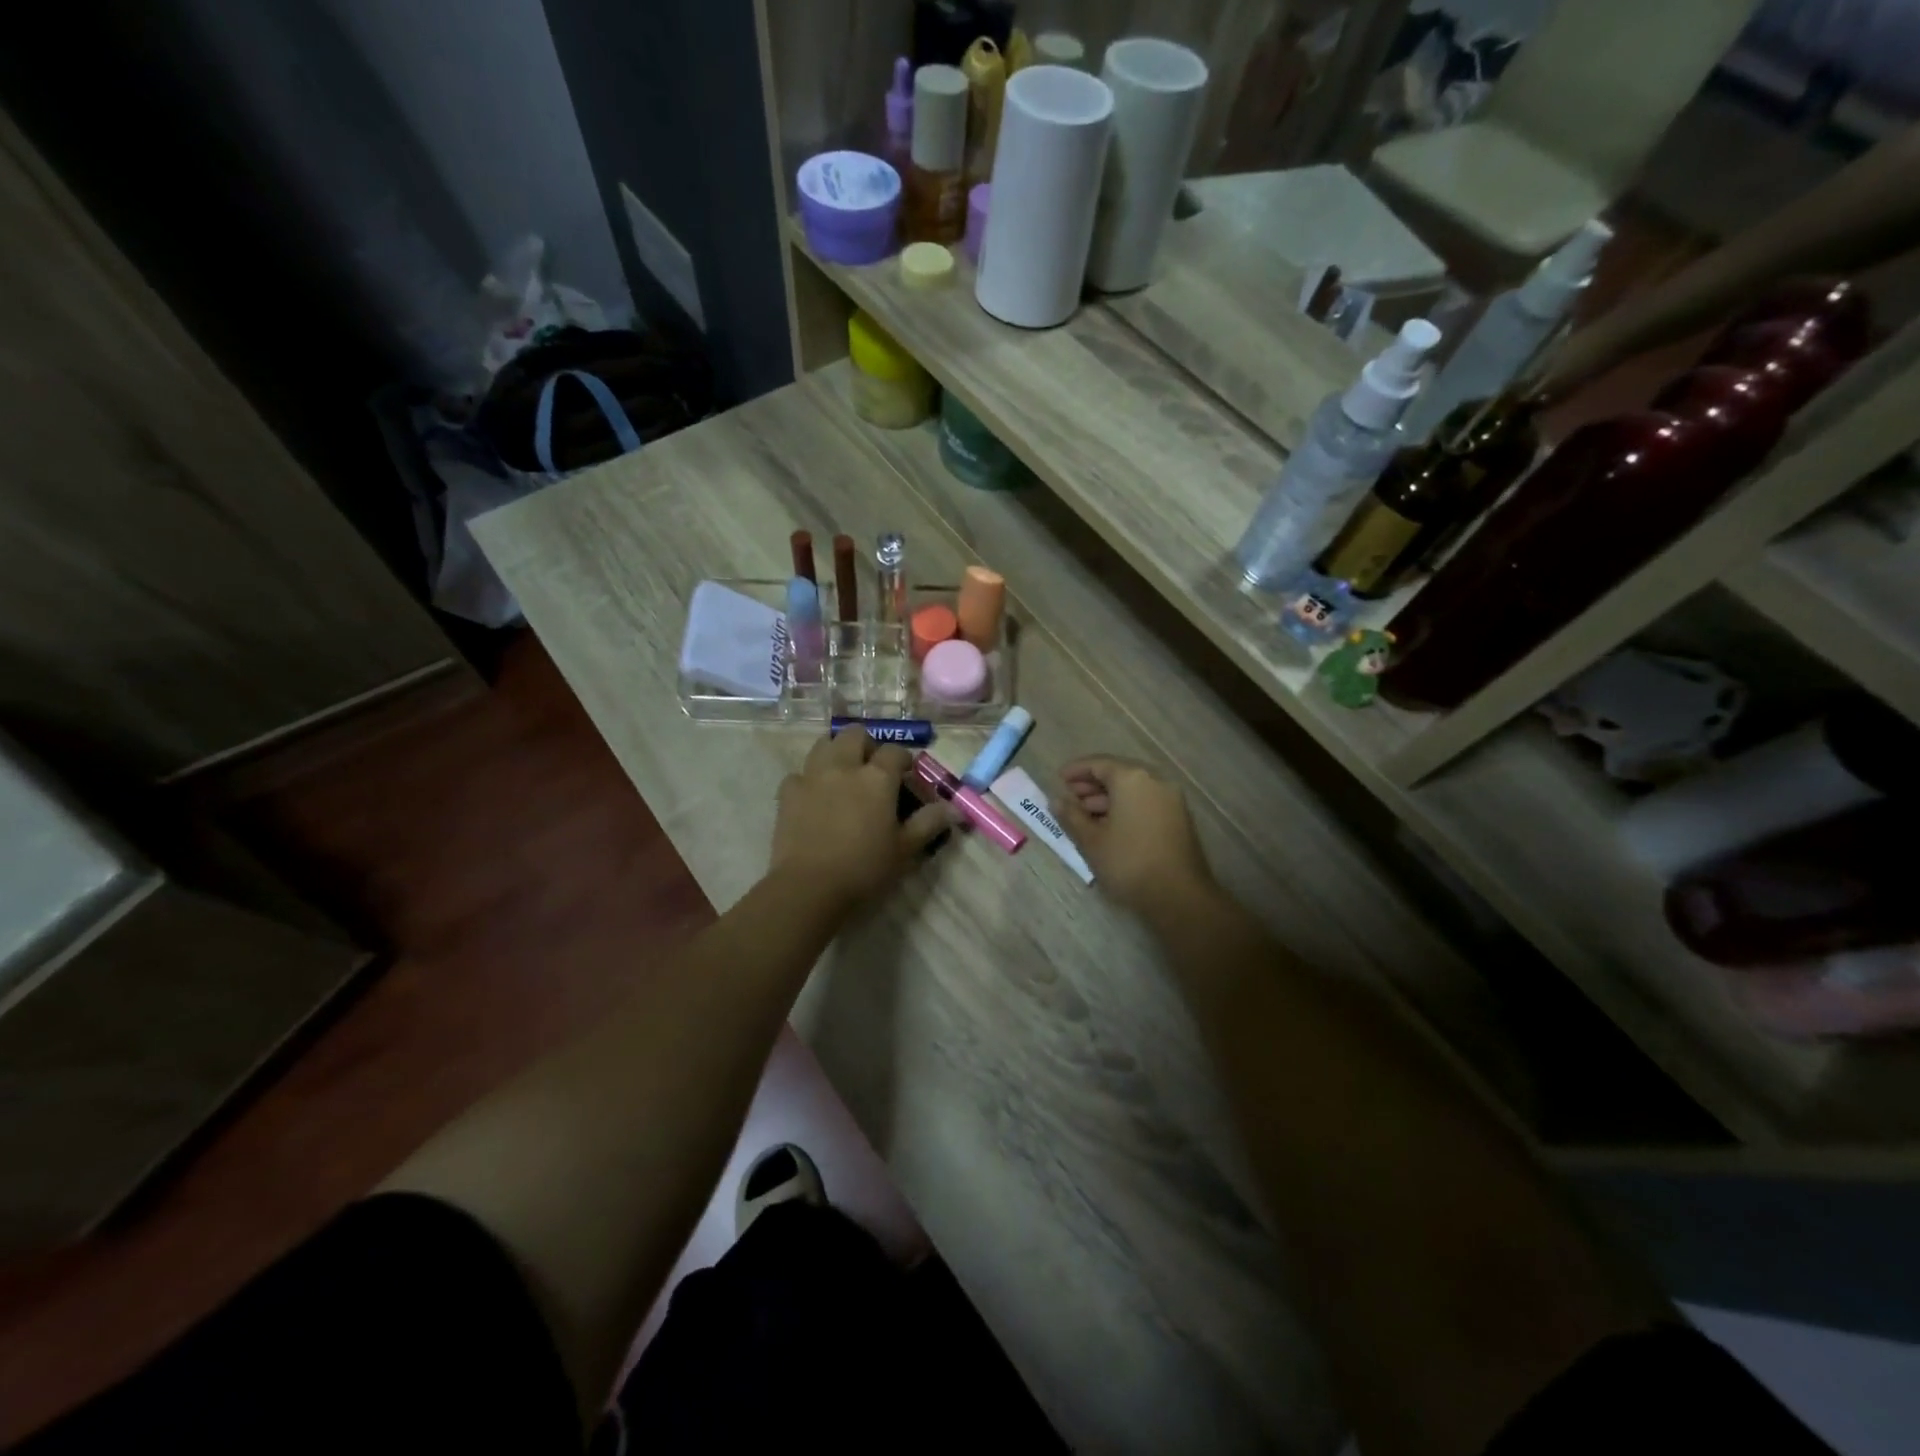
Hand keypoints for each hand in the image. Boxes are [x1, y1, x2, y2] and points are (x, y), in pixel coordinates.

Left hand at [771, 729, 954, 909]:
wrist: (809, 887)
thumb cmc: (864, 868)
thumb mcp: (905, 849)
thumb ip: (929, 823)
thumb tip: (953, 808)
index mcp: (877, 778)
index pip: (895, 751)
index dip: (903, 759)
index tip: (906, 773)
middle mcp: (844, 766)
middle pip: (855, 734)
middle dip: (867, 744)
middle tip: (872, 767)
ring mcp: (812, 776)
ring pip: (824, 744)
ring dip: (836, 751)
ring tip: (843, 774)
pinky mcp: (787, 793)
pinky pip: (800, 773)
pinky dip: (809, 779)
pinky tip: (814, 797)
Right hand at [1055, 756, 1214, 916]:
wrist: (1179, 896)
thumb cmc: (1128, 862)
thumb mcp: (1091, 840)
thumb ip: (1071, 816)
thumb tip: (1057, 801)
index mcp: (1131, 778)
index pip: (1098, 763)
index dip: (1075, 770)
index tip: (1058, 779)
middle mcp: (1155, 780)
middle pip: (1118, 773)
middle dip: (1091, 784)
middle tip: (1070, 798)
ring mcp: (1171, 799)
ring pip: (1133, 789)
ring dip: (1108, 797)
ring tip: (1085, 815)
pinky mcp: (1179, 818)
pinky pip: (1146, 801)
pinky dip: (1126, 806)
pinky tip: (1109, 826)